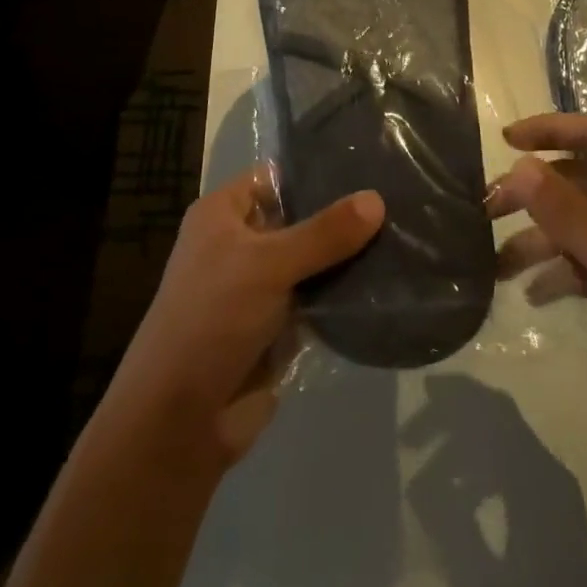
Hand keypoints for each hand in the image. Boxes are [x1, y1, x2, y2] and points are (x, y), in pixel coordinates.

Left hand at [105, 166, 383, 469]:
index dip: (318, 172)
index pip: (276, 178)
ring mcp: (258, 288)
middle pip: (299, 219)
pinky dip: (343, 295)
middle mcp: (239, 244)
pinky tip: (388, 282)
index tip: (370, 167)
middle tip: (399, 201)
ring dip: (348, 258)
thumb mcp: (268, 264)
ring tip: (405, 237)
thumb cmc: (212, 319)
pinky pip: (317, 300)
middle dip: (342, 217)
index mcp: (222, 215)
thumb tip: (377, 199)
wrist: (180, 420)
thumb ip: (324, 233)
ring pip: (312, 261)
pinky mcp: (276, 327)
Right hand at [487, 114, 586, 455]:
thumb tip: (520, 165)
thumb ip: (565, 208)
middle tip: (487, 209)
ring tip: (496, 264)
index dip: (552, 129)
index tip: (506, 140)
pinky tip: (532, 295)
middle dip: (534, 193)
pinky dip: (560, 274)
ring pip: (580, 228)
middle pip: (581, 182)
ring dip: (539, 240)